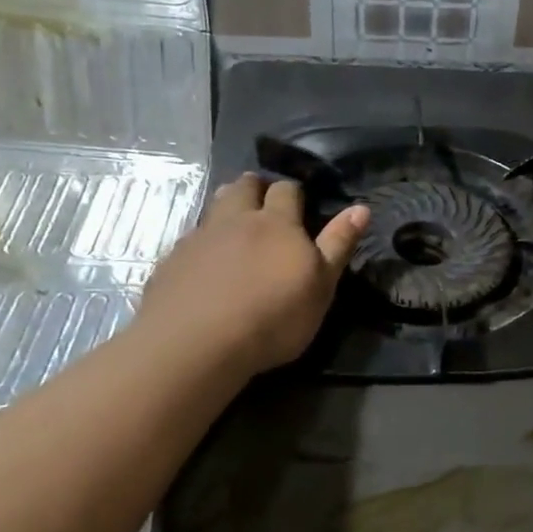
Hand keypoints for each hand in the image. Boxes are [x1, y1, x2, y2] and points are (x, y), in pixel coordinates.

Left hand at [138, 174, 368, 374]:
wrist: (197, 344)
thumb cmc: (273, 317)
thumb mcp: (321, 286)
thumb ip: (338, 245)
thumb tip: (361, 208)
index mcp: (277, 223)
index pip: (287, 190)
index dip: (293, 192)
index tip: (299, 203)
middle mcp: (236, 220)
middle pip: (244, 187)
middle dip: (256, 187)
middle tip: (263, 201)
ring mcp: (199, 238)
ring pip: (214, 207)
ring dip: (227, 206)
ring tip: (235, 223)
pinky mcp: (171, 261)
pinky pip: (190, 239)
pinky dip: (202, 243)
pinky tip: (205, 264)